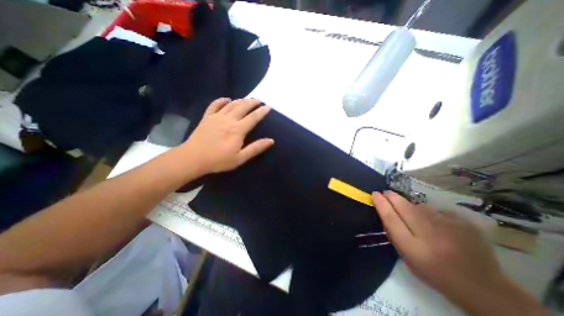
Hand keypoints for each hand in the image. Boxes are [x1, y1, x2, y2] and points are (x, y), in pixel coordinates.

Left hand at [182, 97, 274, 174]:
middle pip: (243, 107)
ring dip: (240, 100)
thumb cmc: (219, 160)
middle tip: (259, 100)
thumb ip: (255, 148)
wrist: (193, 158)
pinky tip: (226, 99)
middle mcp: (229, 119)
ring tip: (247, 99)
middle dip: (252, 102)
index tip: (268, 107)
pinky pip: (215, 105)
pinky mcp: (207, 117)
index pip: (253, 117)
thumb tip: (271, 141)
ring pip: (231, 104)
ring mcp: (217, 117)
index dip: (261, 112)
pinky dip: (221, 100)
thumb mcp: (240, 158)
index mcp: (238, 130)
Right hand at [373, 192, 504, 300]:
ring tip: (415, 215)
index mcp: (413, 248)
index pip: (391, 219)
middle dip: (393, 197)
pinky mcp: (463, 222)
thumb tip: (384, 210)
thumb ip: (394, 234)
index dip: (381, 204)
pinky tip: (437, 223)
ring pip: (420, 207)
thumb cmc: (434, 272)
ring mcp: (449, 227)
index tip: (375, 194)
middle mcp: (430, 235)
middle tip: (386, 193)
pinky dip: (432, 214)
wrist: (482, 286)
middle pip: (404, 207)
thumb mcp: (407, 257)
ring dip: (412, 207)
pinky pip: (437, 211)